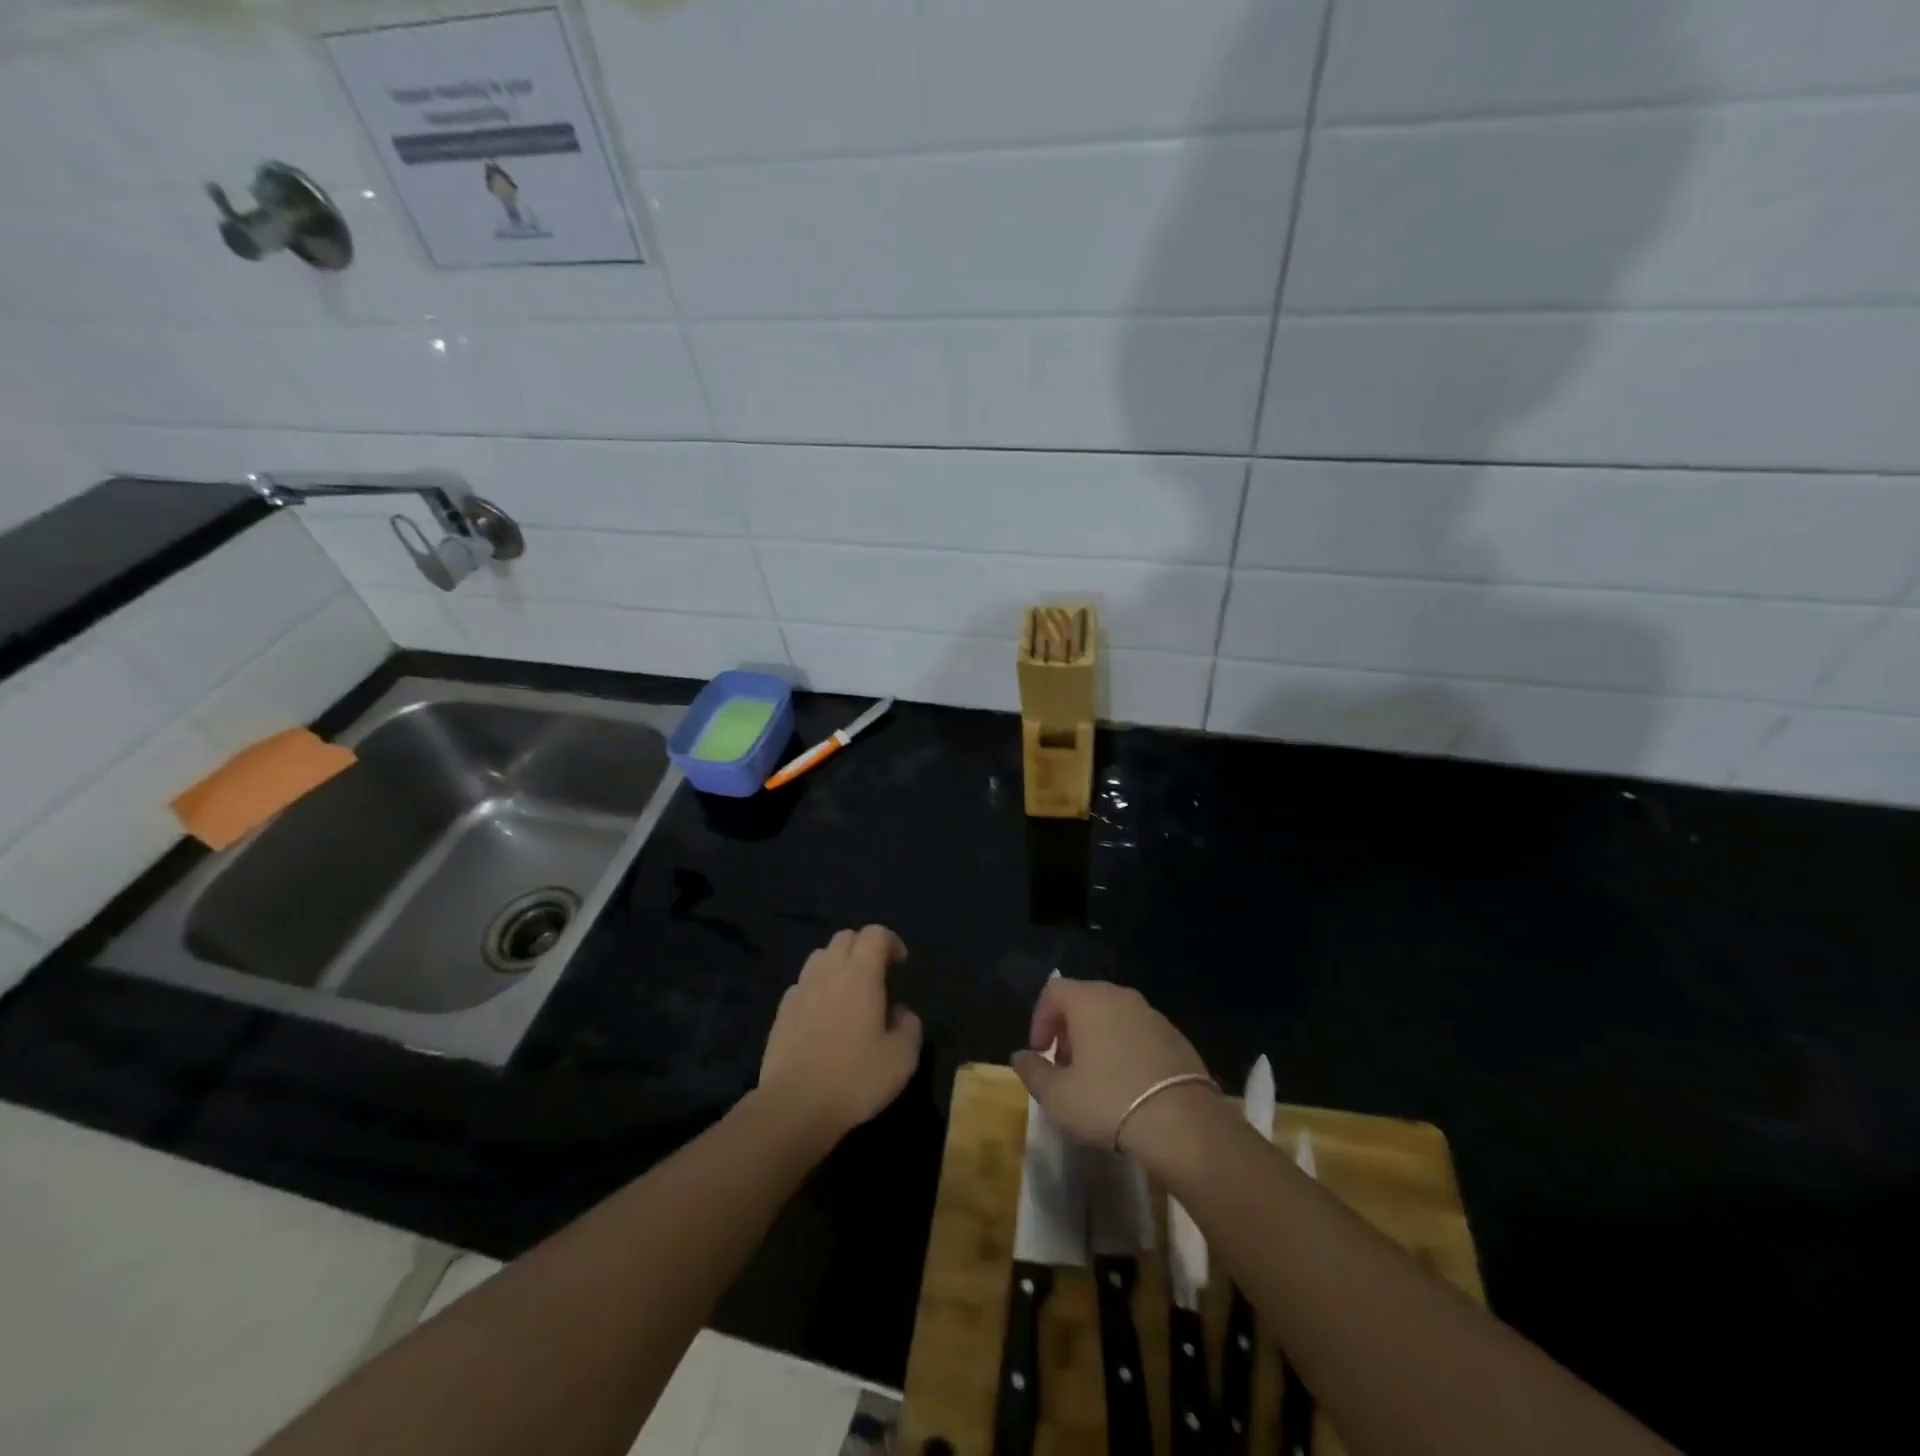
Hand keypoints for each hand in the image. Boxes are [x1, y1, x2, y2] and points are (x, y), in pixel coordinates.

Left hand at [757, 925, 922, 1145]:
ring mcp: (800, 990)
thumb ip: (909, 1025)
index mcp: (860, 973)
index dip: (891, 942)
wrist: (794, 1106)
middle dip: (864, 948)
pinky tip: (823, 1017)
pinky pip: (802, 985)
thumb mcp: (902, 1057)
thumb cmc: (855, 1077)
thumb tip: (899, 1013)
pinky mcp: (781, 1013)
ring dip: (838, 965)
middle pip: (845, 938)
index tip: (901, 965)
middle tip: (878, 977)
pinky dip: (817, 989)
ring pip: (820, 957)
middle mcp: (828, 971)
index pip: (875, 934)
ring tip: (849, 994)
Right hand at [1011, 978, 1220, 1165]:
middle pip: (1084, 1000)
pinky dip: (1125, 1048)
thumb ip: (1033, 1071)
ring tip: (1095, 1078)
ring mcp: (1152, 1014)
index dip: (1040, 1019)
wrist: (1182, 1124)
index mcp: (1089, 1000)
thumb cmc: (1108, 1102)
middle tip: (1065, 1066)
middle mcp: (1121, 996)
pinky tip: (1128, 1085)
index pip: (1053, 991)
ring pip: (1113, 1016)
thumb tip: (1021, 1056)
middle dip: (1068, 1030)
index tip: (1041, 1053)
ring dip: (1097, 1039)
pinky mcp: (1176, 1036)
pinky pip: (1138, 1033)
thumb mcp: (1057, 1096)